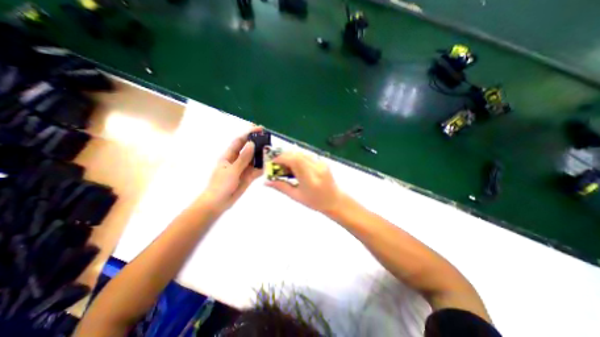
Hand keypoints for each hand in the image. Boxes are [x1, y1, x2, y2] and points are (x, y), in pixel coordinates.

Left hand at [198, 127, 262, 213]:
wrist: (218, 203)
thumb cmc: (221, 185)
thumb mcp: (232, 170)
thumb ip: (243, 158)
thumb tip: (251, 143)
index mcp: (229, 156)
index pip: (240, 141)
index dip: (249, 133)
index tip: (260, 129)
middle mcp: (237, 160)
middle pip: (249, 149)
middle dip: (258, 144)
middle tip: (269, 141)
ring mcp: (243, 169)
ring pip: (254, 159)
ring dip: (262, 156)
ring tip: (272, 153)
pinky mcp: (248, 177)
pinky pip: (257, 170)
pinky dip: (263, 168)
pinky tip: (269, 166)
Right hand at [266, 150, 343, 211]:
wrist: (335, 200)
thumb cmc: (315, 202)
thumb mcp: (296, 196)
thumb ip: (281, 187)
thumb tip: (266, 182)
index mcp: (310, 179)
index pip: (295, 161)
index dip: (282, 158)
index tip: (273, 161)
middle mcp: (317, 168)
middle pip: (298, 154)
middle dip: (284, 156)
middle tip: (276, 163)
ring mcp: (321, 163)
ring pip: (302, 153)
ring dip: (291, 156)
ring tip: (285, 165)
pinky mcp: (323, 162)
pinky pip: (307, 156)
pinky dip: (298, 158)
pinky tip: (295, 166)